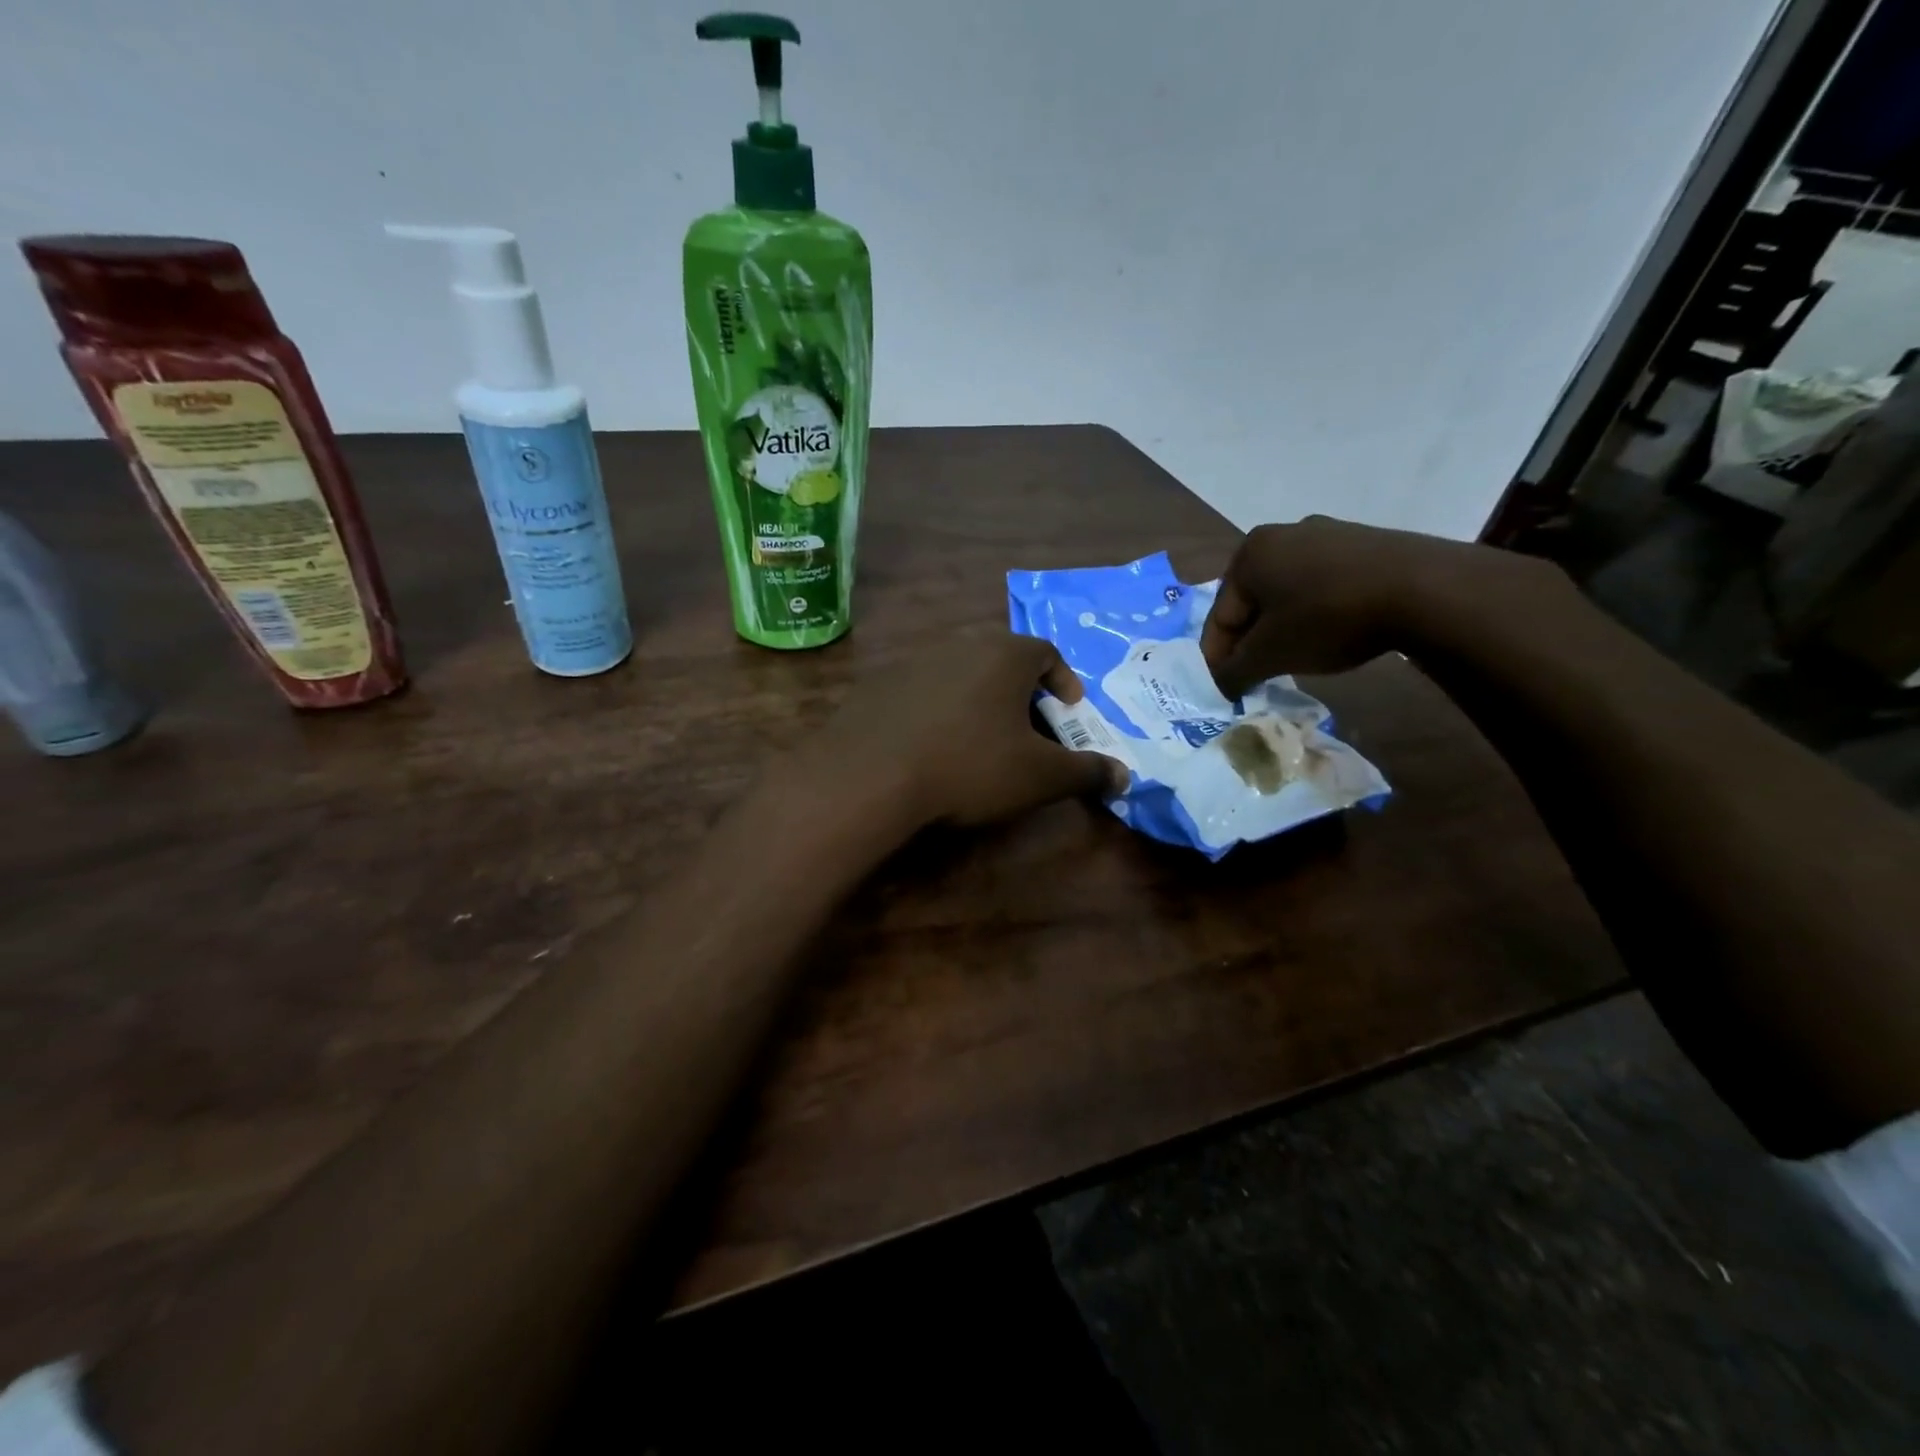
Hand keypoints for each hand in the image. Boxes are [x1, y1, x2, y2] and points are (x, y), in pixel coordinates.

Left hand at [801, 634, 1127, 829]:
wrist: (870, 774)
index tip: (1069, 712)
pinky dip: (937, 711)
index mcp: (1005, 655)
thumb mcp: (1040, 776)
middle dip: (1022, 692)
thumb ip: (1086, 772)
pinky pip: (922, 691)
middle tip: (1028, 728)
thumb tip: (1123, 776)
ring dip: (978, 699)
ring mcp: (914, 660)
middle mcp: (960, 644)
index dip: (1064, 681)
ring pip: (960, 673)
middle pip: (1003, 659)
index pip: (1047, 652)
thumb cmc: (969, 766)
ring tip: (980, 738)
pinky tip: (932, 745)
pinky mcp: (879, 684)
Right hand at [1199, 516, 1550, 696]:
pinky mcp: (1364, 543)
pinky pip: (1322, 584)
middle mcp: (1281, 534)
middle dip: (1252, 640)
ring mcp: (1327, 534)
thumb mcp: (1271, 654)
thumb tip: (1222, 685)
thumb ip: (1235, 672)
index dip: (1218, 658)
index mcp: (1249, 554)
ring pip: (1287, 593)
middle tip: (1259, 675)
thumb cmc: (1328, 618)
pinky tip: (1332, 633)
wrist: (1424, 589)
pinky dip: (1316, 612)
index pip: (1220, 616)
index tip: (1225, 689)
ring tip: (1296, 658)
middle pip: (1252, 602)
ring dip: (1284, 627)